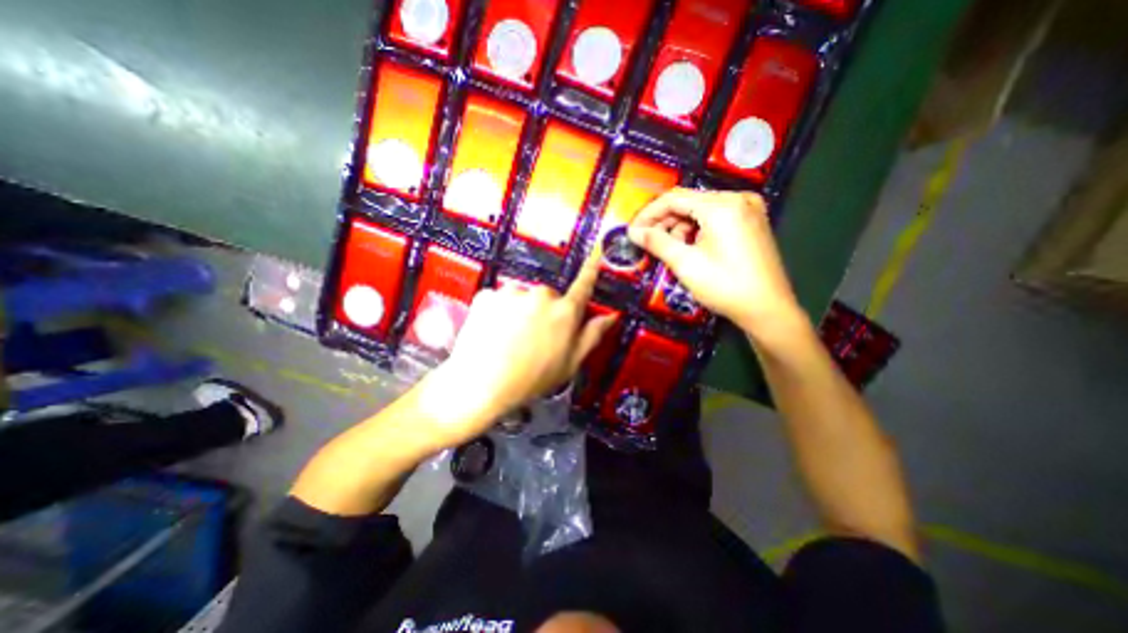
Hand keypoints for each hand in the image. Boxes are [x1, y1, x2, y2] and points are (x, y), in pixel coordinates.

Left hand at [419, 248, 615, 448]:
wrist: (482, 384)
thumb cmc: (531, 379)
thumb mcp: (570, 363)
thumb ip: (592, 335)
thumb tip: (611, 316)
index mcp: (564, 312)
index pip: (583, 285)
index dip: (590, 270)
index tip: (595, 253)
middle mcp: (541, 295)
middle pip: (548, 296)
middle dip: (545, 310)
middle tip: (534, 336)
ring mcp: (512, 293)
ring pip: (522, 297)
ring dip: (520, 310)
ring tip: (511, 337)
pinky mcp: (488, 294)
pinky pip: (499, 300)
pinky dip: (498, 312)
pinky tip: (494, 332)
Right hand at [631, 187, 804, 341]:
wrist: (767, 309)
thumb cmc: (725, 286)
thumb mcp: (685, 264)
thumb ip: (657, 242)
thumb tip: (633, 232)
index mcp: (722, 206)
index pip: (674, 198)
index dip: (649, 213)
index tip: (633, 231)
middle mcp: (738, 198)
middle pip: (688, 201)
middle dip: (665, 221)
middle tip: (648, 242)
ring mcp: (749, 208)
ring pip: (701, 209)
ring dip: (680, 226)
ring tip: (672, 249)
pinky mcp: (752, 220)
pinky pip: (716, 216)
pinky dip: (698, 229)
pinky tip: (692, 247)